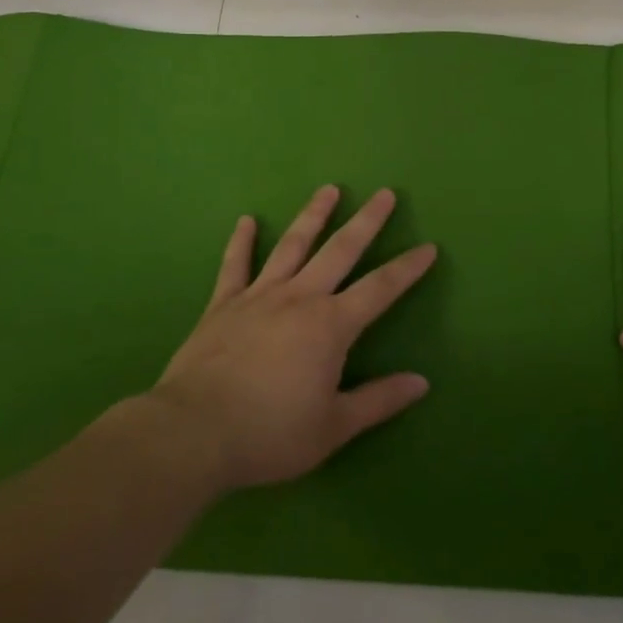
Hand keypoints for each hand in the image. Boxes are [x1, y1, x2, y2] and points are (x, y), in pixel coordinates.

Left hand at [148, 185, 435, 492]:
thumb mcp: (333, 427)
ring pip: (293, 245)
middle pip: (340, 250)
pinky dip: (242, 241)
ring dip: (313, 216)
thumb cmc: (270, 433)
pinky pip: (235, 265)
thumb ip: (379, 400)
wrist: (194, 433)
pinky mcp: (223, 304)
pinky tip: (247, 220)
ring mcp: (259, 296)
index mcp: (331, 325)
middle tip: (385, 193)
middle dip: (367, 221)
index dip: (407, 268)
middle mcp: (300, 297)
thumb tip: (421, 382)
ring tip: (328, 189)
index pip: (380, 289)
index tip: (428, 247)